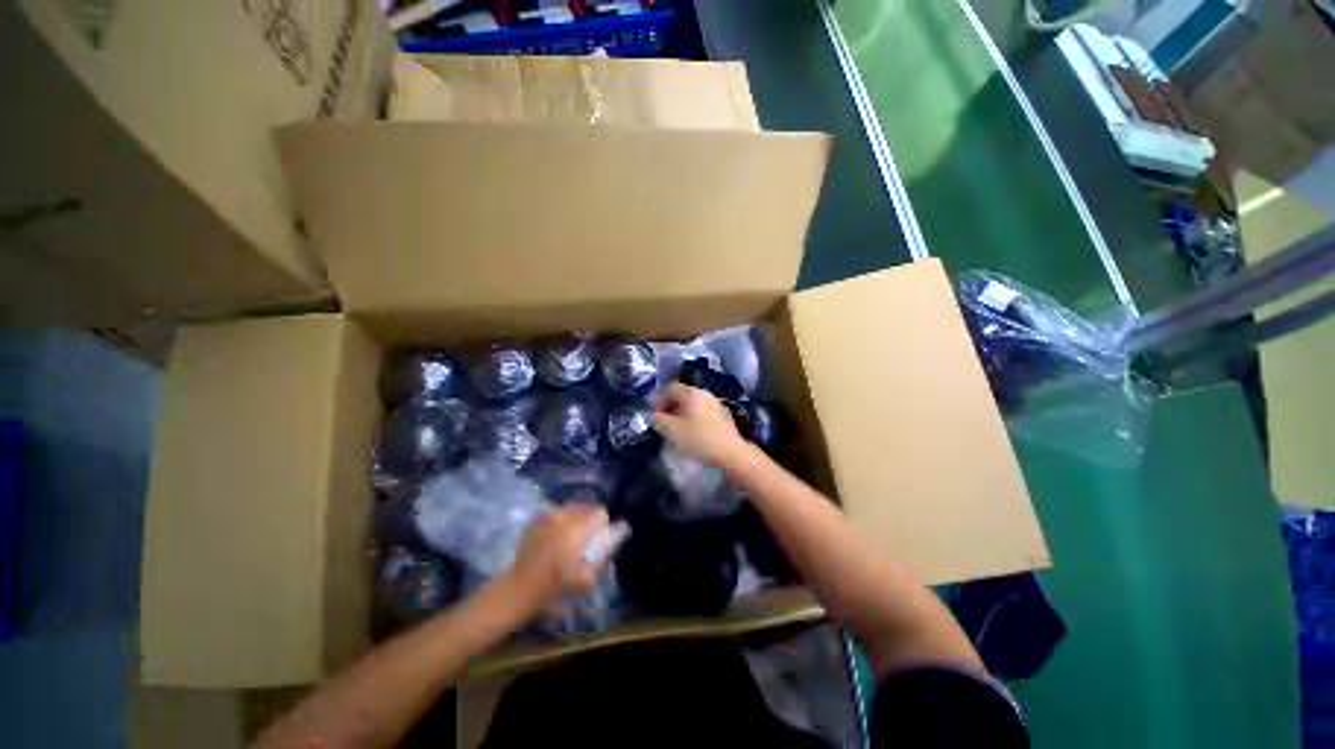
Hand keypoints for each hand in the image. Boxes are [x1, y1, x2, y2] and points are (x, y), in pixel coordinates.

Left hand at [507, 504, 609, 611]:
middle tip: (587, 537)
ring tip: (571, 535)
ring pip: (572, 508)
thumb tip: (613, 541)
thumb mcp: (586, 579)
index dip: (603, 524)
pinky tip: (556, 536)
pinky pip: (558, 512)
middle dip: (590, 519)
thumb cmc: (554, 587)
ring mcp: (548, 515)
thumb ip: (603, 557)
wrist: (519, 588)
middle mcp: (563, 517)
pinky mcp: (537, 517)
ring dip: (576, 518)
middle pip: (587, 507)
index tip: (601, 536)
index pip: (600, 513)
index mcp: (576, 530)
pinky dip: (562, 520)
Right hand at [653, 383, 748, 468]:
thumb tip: (651, 415)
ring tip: (677, 431)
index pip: (669, 387)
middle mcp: (704, 393)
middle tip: (664, 425)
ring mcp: (716, 404)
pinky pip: (702, 413)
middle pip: (681, 395)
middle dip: (669, 408)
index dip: (658, 400)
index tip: (655, 417)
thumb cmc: (699, 439)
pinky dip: (694, 420)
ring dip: (681, 415)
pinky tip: (693, 435)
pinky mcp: (723, 416)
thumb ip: (657, 420)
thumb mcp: (671, 431)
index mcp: (691, 392)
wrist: (731, 453)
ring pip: (692, 405)